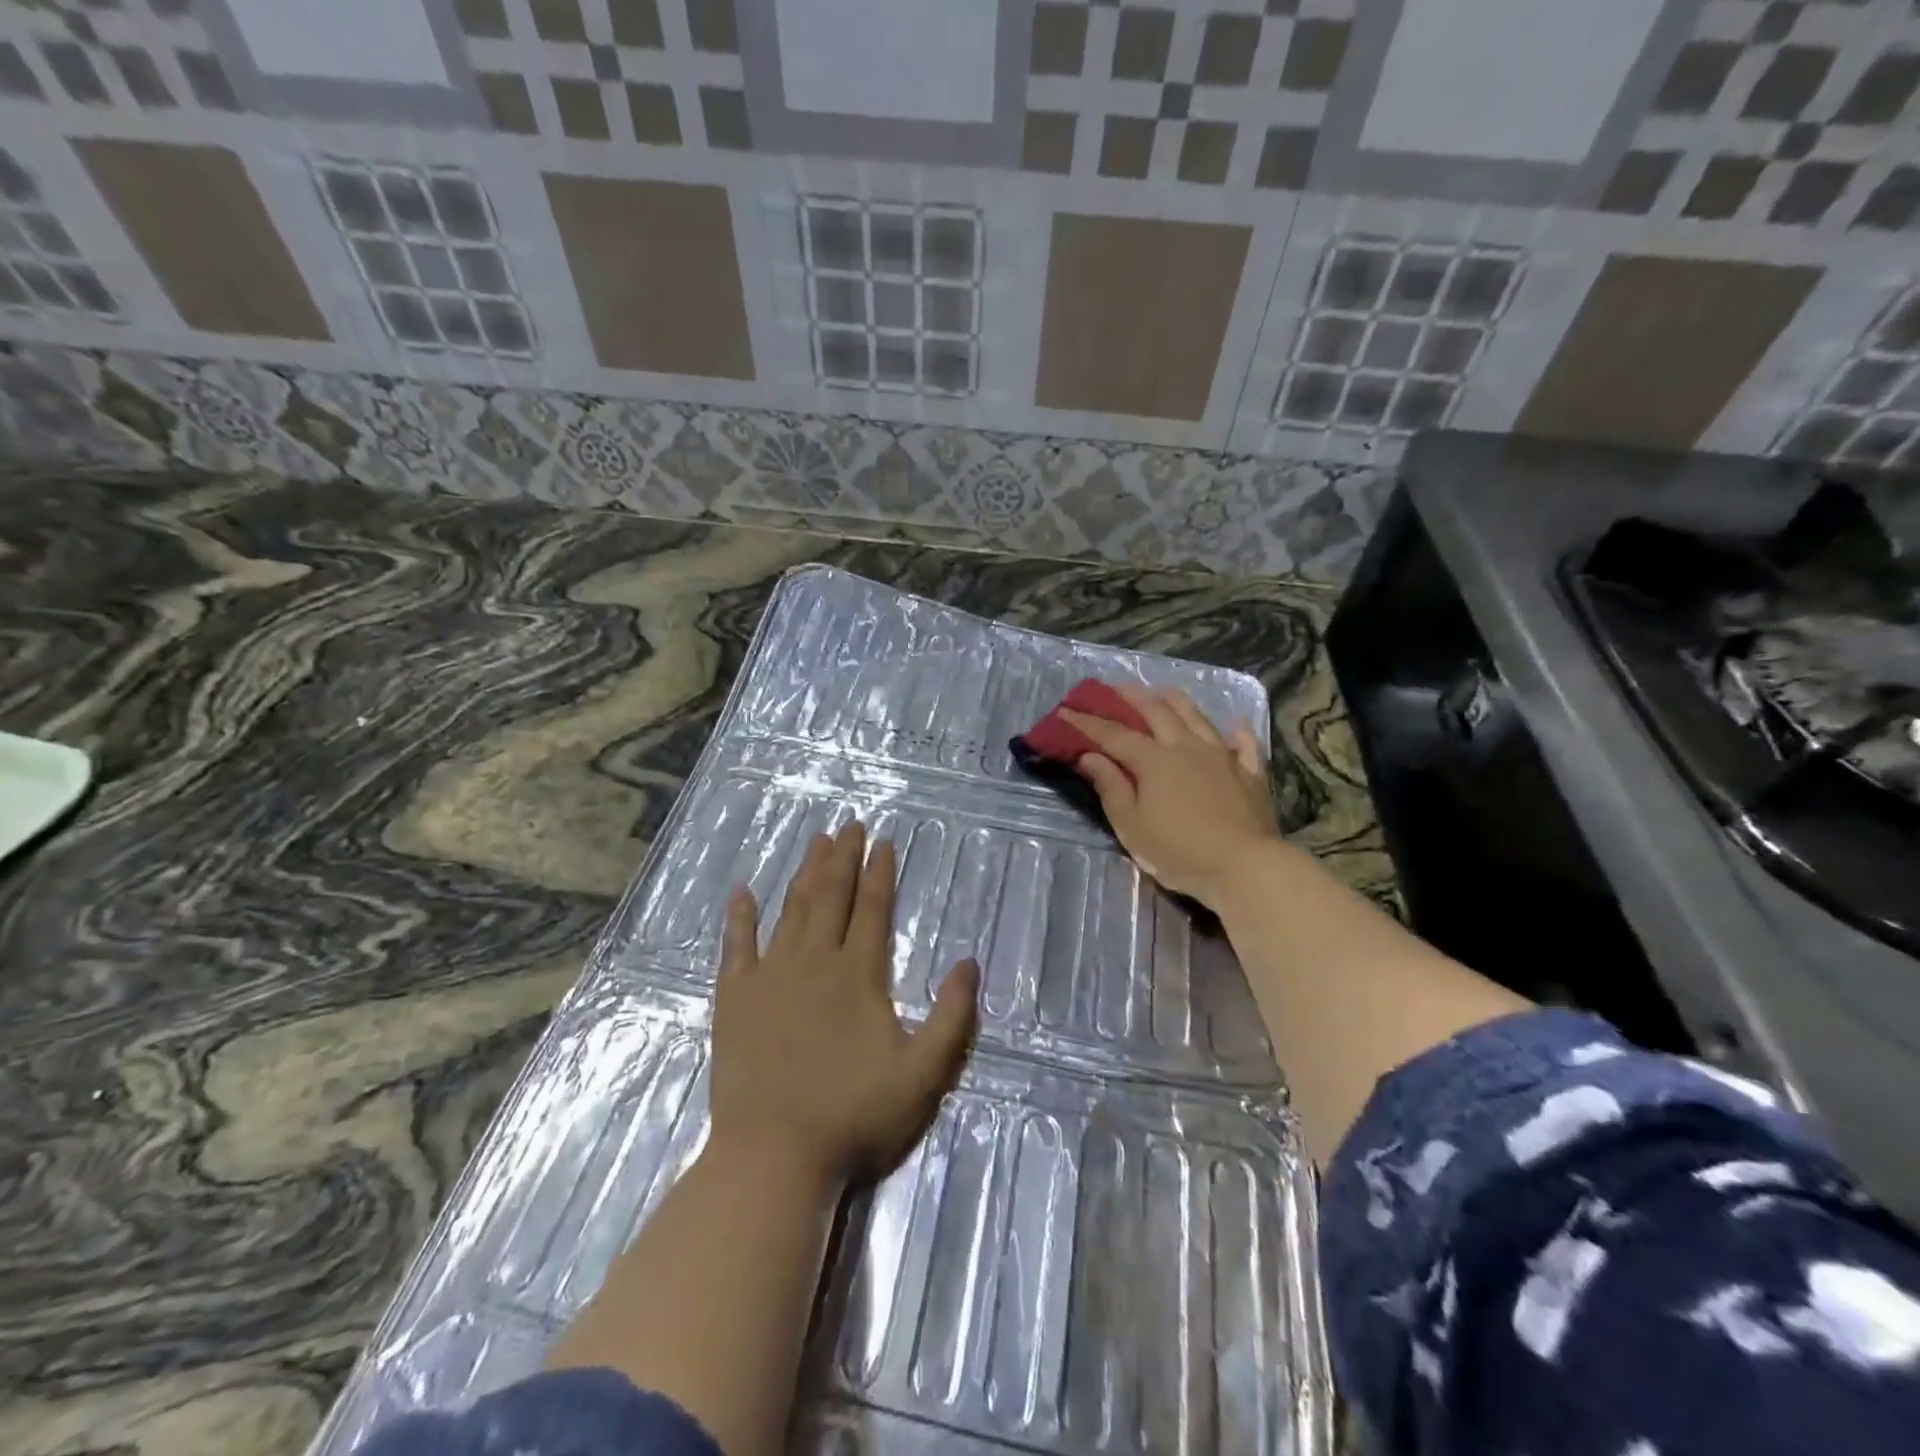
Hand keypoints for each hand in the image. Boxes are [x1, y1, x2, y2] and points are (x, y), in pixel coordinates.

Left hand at [709, 821, 978, 1184]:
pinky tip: (742, 893)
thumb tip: (968, 962)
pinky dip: (740, 918)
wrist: (774, 1154)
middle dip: (843, 858)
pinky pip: (737, 946)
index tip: (883, 841)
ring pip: (791, 910)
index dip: (879, 873)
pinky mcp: (735, 998)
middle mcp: (814, 961)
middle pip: (831, 897)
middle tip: (850, 824)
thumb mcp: (922, 1074)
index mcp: (858, 974)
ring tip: (816, 842)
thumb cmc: (853, 1115)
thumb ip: (952, 1017)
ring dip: (805, 873)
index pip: (872, 909)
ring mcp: (770, 976)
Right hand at [1062, 683, 1279, 909]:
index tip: (1065, 711)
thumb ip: (1111, 787)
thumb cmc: (1179, 851)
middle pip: (1157, 712)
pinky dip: (1238, 733)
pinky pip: (1245, 745)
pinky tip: (1235, 725)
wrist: (1244, 867)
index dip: (1087, 722)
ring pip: (1198, 718)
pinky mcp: (1251, 774)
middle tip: (1115, 687)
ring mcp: (1223, 757)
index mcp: (1153, 760)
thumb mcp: (1131, 825)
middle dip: (1132, 697)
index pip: (1113, 734)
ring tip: (1165, 691)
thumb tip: (1090, 756)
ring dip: (1177, 702)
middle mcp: (1186, 747)